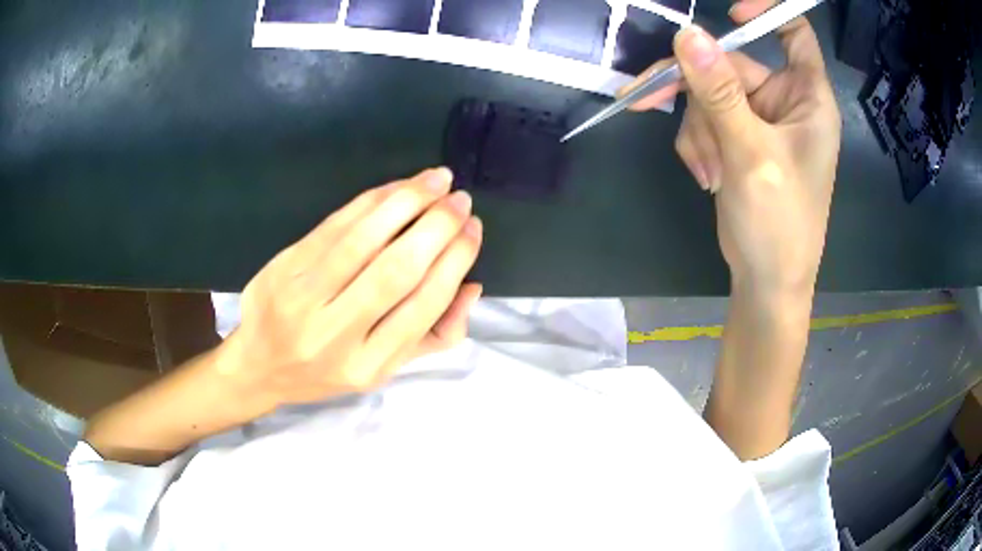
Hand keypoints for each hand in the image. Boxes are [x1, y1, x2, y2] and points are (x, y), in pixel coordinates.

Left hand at [218, 168, 483, 411]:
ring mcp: (301, 300)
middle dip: (436, 227)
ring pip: (361, 240)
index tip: (473, 229)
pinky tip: (395, 188)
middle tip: (460, 199)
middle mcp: (333, 336)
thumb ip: (433, 336)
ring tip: (436, 179)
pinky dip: (369, 201)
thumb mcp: (383, 370)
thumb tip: (471, 286)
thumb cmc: (326, 372)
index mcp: (366, 366)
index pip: (422, 307)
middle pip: (395, 271)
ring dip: (405, 202)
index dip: (454, 262)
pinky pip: (332, 226)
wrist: (259, 365)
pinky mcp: (282, 269)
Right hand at [625, 0, 840, 293]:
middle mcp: (784, 102)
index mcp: (807, 98)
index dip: (765, 12)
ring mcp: (758, 121)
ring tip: (710, 172)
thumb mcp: (751, 154)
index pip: (793, 32)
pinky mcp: (738, 139)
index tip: (729, 14)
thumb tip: (687, 35)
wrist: (766, 280)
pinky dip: (698, 145)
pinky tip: (708, 177)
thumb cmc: (779, 223)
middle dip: (696, 91)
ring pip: (709, 95)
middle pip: (730, 65)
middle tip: (648, 100)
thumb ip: (720, 93)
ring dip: (698, 130)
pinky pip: (704, 121)